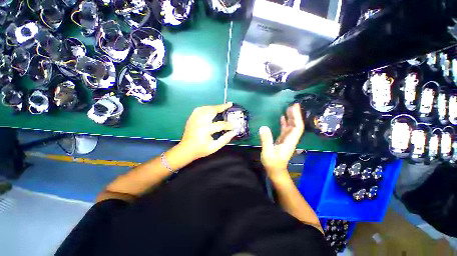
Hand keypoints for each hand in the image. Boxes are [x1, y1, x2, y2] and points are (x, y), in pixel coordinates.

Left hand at [179, 103, 236, 160]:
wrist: (186, 150)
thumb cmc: (201, 150)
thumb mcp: (214, 147)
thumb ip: (225, 139)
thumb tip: (234, 132)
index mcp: (206, 129)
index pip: (221, 124)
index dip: (229, 125)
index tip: (235, 125)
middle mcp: (200, 121)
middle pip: (212, 110)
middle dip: (222, 107)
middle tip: (229, 104)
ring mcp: (195, 118)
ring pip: (206, 108)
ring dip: (215, 106)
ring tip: (222, 106)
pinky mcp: (191, 118)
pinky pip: (199, 109)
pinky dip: (206, 107)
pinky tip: (210, 108)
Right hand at [259, 103, 303, 180]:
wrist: (275, 171)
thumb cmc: (272, 163)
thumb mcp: (267, 152)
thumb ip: (266, 140)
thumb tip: (263, 127)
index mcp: (289, 141)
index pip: (296, 127)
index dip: (296, 117)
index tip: (294, 107)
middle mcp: (290, 139)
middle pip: (296, 125)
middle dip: (295, 115)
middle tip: (292, 104)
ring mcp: (286, 140)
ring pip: (291, 127)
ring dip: (291, 118)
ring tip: (288, 108)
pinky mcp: (282, 140)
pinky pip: (286, 130)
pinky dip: (285, 123)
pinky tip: (283, 118)